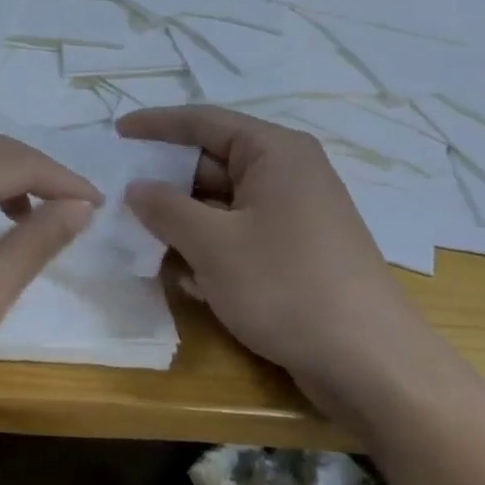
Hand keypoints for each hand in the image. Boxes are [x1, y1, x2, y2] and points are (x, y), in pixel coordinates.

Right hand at [117, 106, 444, 422]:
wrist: (369, 363)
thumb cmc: (286, 285)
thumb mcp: (212, 243)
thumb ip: (165, 208)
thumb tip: (135, 188)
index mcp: (274, 152)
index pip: (203, 121)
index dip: (155, 124)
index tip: (115, 133)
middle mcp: (287, 174)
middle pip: (210, 164)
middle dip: (164, 182)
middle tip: (117, 197)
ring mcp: (292, 216)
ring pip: (220, 205)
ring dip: (181, 222)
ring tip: (138, 240)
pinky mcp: (293, 253)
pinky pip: (237, 235)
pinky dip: (207, 248)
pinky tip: (182, 278)